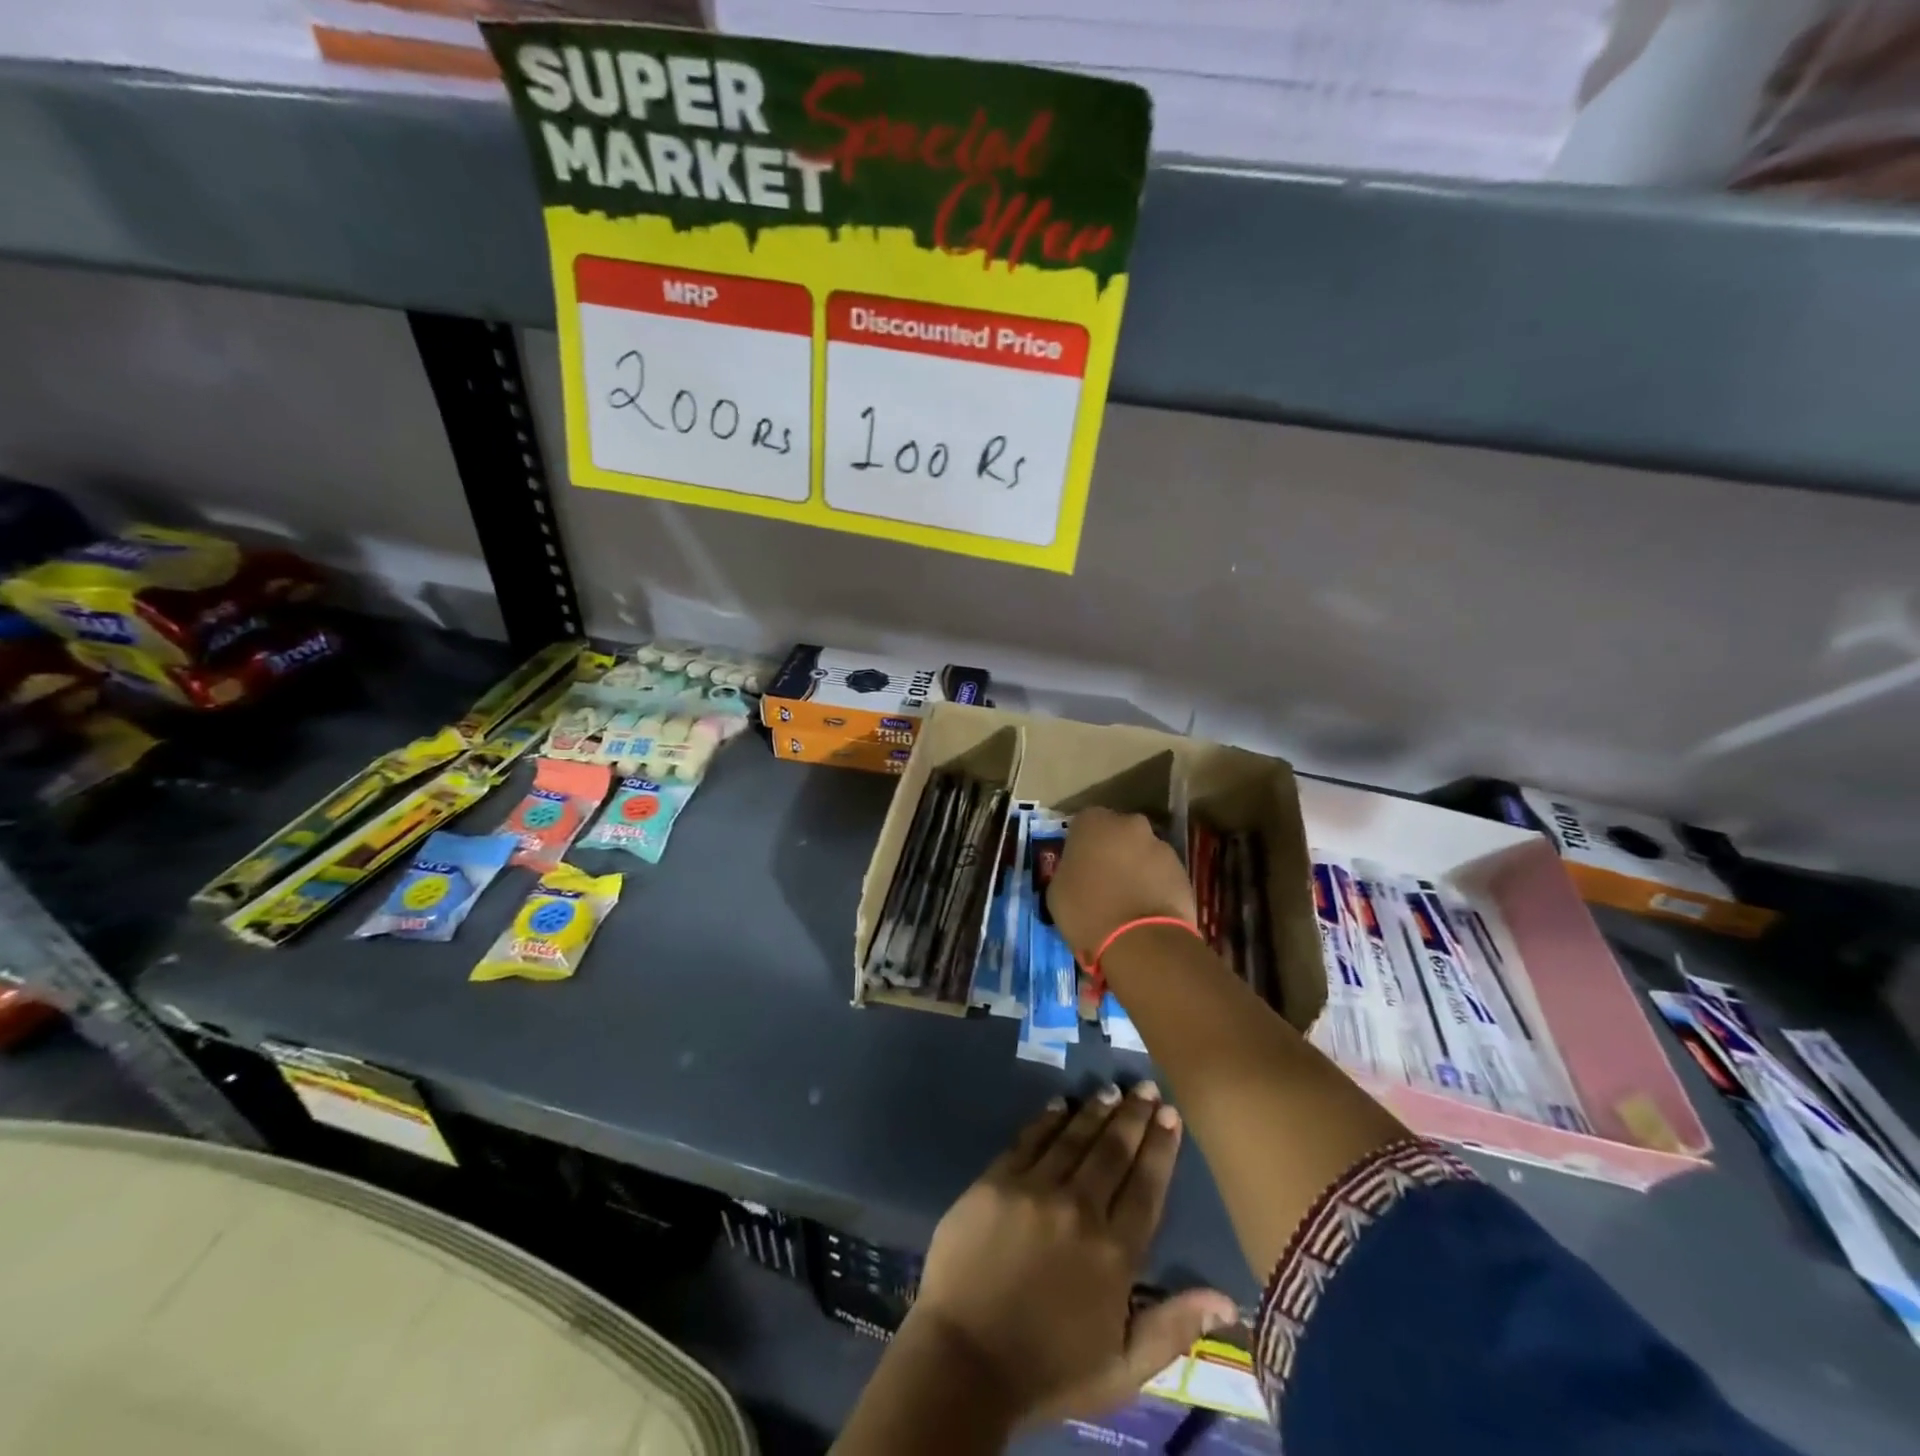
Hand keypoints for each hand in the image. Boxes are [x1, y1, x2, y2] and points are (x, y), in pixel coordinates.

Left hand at [904, 1082, 1235, 1426]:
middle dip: (1133, 1116)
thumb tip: (1227, 1298)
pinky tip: (1060, 1104)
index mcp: (1114, 1253)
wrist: (963, 1362)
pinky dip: (1048, 1119)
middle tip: (1146, 1088)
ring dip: (1096, 1110)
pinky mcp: (996, 1180)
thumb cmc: (1048, 1371)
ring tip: (1112, 1090)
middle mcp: (1079, 1209)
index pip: (1147, 1187)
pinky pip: (1029, 1139)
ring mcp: (1034, 1189)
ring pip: (1074, 1137)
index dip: (1161, 1148)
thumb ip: (1173, 1328)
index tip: (1171, 1115)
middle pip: (1113, 1151)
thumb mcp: (1122, 1369)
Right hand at [1047, 807, 1196, 962]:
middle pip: (1117, 833)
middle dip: (1112, 851)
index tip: (1079, 866)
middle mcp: (1129, 824)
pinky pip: (1161, 873)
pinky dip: (1155, 885)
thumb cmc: (1087, 912)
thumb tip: (1079, 871)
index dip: (1081, 846)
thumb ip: (1069, 869)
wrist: (1141, 941)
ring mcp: (1160, 845)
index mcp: (1093, 822)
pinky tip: (1147, 910)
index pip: (1083, 824)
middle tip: (1104, 881)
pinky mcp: (1183, 870)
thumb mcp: (1057, 890)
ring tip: (1128, 901)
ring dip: (1135, 868)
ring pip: (1142, 852)